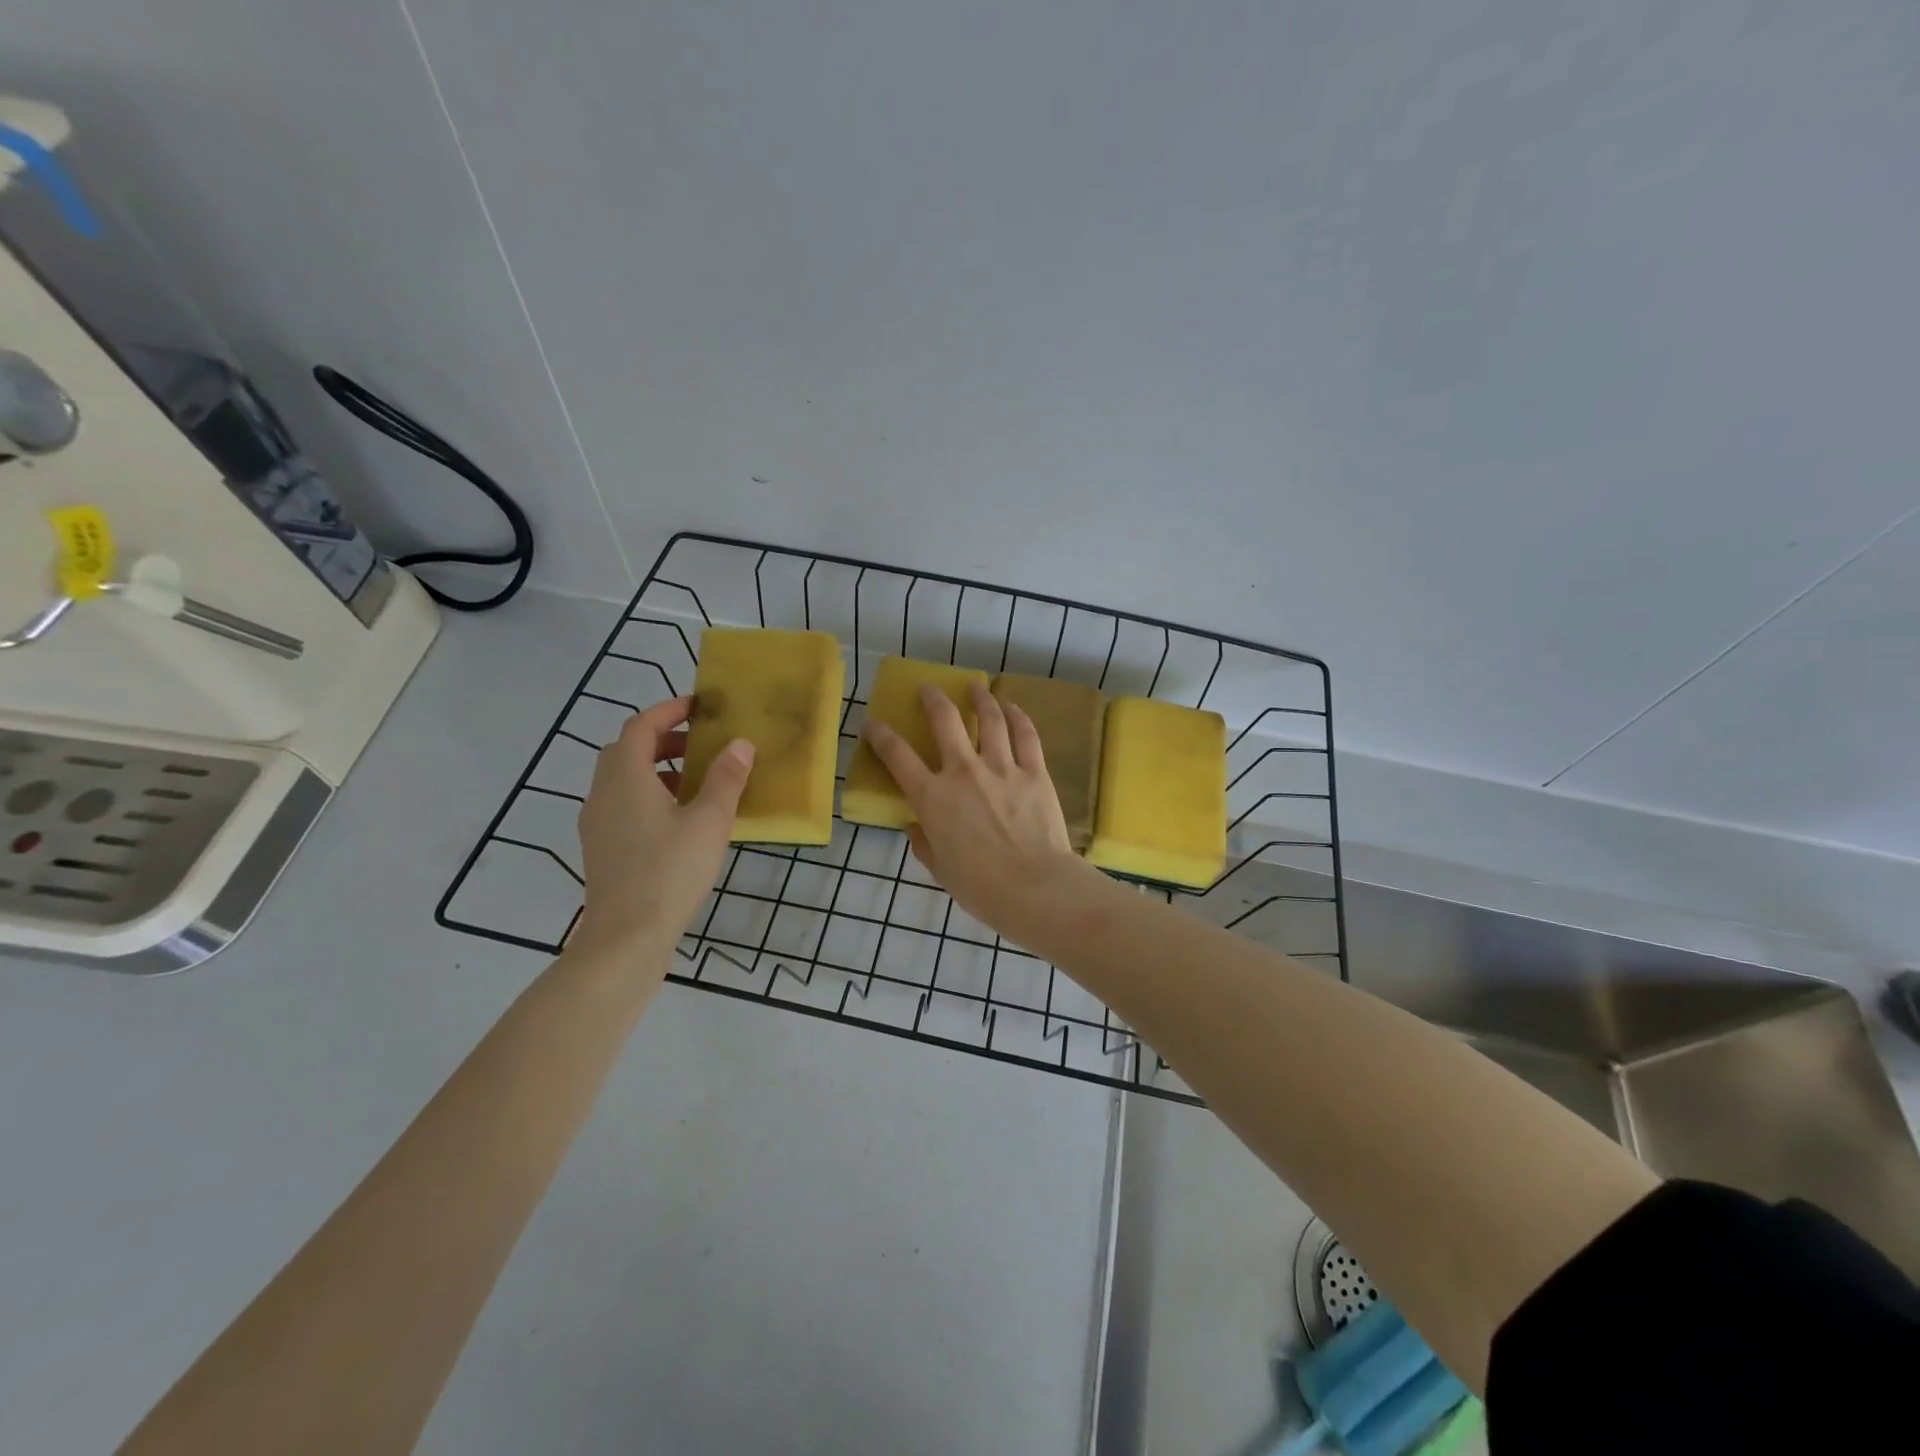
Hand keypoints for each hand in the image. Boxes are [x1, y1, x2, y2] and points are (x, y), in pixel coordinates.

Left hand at [572, 696, 752, 959]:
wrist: (625, 937)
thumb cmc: (670, 872)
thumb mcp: (709, 822)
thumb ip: (725, 779)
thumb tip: (740, 744)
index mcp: (626, 778)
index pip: (641, 726)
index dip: (668, 711)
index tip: (699, 707)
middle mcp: (602, 793)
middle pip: (627, 750)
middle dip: (662, 739)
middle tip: (700, 744)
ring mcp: (596, 822)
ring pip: (622, 778)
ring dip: (655, 768)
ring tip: (694, 781)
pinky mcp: (600, 847)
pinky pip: (621, 803)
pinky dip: (647, 794)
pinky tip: (677, 819)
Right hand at [861, 682, 1080, 931]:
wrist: (1034, 888)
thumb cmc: (981, 887)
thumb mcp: (939, 869)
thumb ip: (923, 843)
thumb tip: (914, 827)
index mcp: (933, 798)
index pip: (897, 756)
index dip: (880, 736)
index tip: (872, 724)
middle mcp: (963, 772)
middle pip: (945, 720)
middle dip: (933, 699)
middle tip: (929, 689)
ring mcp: (1002, 767)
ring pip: (989, 719)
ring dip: (980, 698)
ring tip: (975, 686)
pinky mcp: (1034, 772)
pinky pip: (1025, 735)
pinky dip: (1017, 716)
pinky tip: (1012, 707)